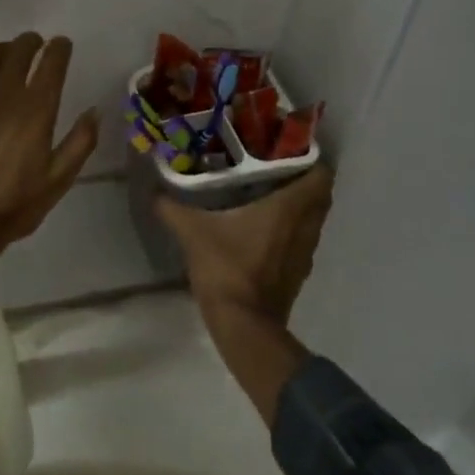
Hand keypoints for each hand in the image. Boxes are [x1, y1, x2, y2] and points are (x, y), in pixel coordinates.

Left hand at [0, 33, 100, 265]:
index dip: (60, 48)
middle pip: (20, 49)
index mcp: (37, 108)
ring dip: (4, 51)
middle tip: (36, 44)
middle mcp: (6, 91)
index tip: (62, 44)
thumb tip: (95, 111)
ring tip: (9, 56)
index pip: (52, 62)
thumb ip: (81, 142)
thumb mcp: (59, 180)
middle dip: (32, 42)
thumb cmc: (13, 203)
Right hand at [156, 168, 333, 425]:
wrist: (244, 326)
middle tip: (274, 167)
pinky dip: (291, 230)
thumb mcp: (192, 232)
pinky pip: (302, 240)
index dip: (311, 159)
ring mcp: (305, 253)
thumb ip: (172, 208)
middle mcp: (305, 227)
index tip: (288, 148)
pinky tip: (264, 228)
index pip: (321, 175)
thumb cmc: (226, 268)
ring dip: (299, 206)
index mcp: (289, 208)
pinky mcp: (298, 273)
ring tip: (268, 193)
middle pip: (320, 195)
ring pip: (312, 219)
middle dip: (304, 179)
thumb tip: (153, 190)